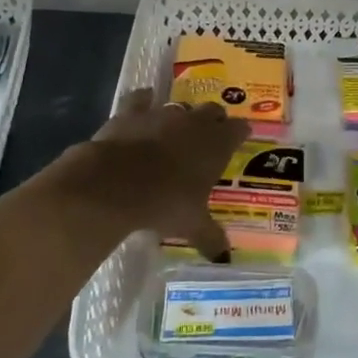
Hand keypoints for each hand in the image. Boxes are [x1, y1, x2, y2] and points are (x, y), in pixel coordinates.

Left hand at [42, 87, 249, 261]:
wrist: (115, 183)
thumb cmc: (164, 203)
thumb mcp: (191, 225)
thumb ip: (210, 237)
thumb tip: (224, 257)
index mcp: (217, 144)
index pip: (239, 129)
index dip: (241, 133)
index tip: (241, 138)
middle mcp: (194, 122)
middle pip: (213, 110)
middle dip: (214, 120)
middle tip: (211, 134)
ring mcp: (162, 113)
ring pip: (179, 105)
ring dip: (180, 115)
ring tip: (177, 127)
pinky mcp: (132, 112)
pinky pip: (141, 99)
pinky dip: (143, 101)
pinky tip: (143, 103)